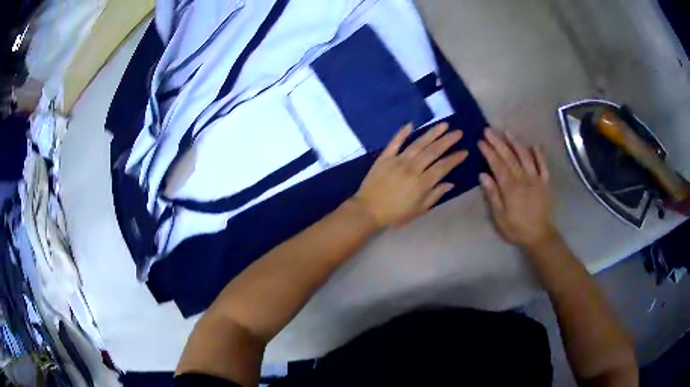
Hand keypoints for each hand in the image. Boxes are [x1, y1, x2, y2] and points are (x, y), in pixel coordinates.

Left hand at [353, 122, 467, 227]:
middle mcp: (412, 168)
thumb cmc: (395, 214)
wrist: (367, 211)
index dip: (454, 159)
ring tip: (443, 125)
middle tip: (458, 132)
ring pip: (418, 144)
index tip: (464, 151)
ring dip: (432, 133)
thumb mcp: (418, 210)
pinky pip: (395, 142)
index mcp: (422, 183)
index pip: (443, 167)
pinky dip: (402, 133)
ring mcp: (398, 161)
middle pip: (433, 151)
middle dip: (448, 141)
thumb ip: (435, 195)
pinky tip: (411, 124)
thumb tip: (450, 183)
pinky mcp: (384, 157)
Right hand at [478, 129, 556, 247]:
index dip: (489, 152)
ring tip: (507, 131)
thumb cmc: (515, 228)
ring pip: (525, 157)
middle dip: (498, 142)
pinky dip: (539, 154)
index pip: (498, 165)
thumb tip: (482, 175)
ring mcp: (536, 179)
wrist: (538, 235)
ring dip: (516, 143)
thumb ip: (493, 195)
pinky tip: (534, 145)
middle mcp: (523, 179)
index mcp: (510, 188)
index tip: (480, 141)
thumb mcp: (499, 217)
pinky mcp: (545, 182)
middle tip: (488, 130)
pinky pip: (543, 165)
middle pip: (509, 157)